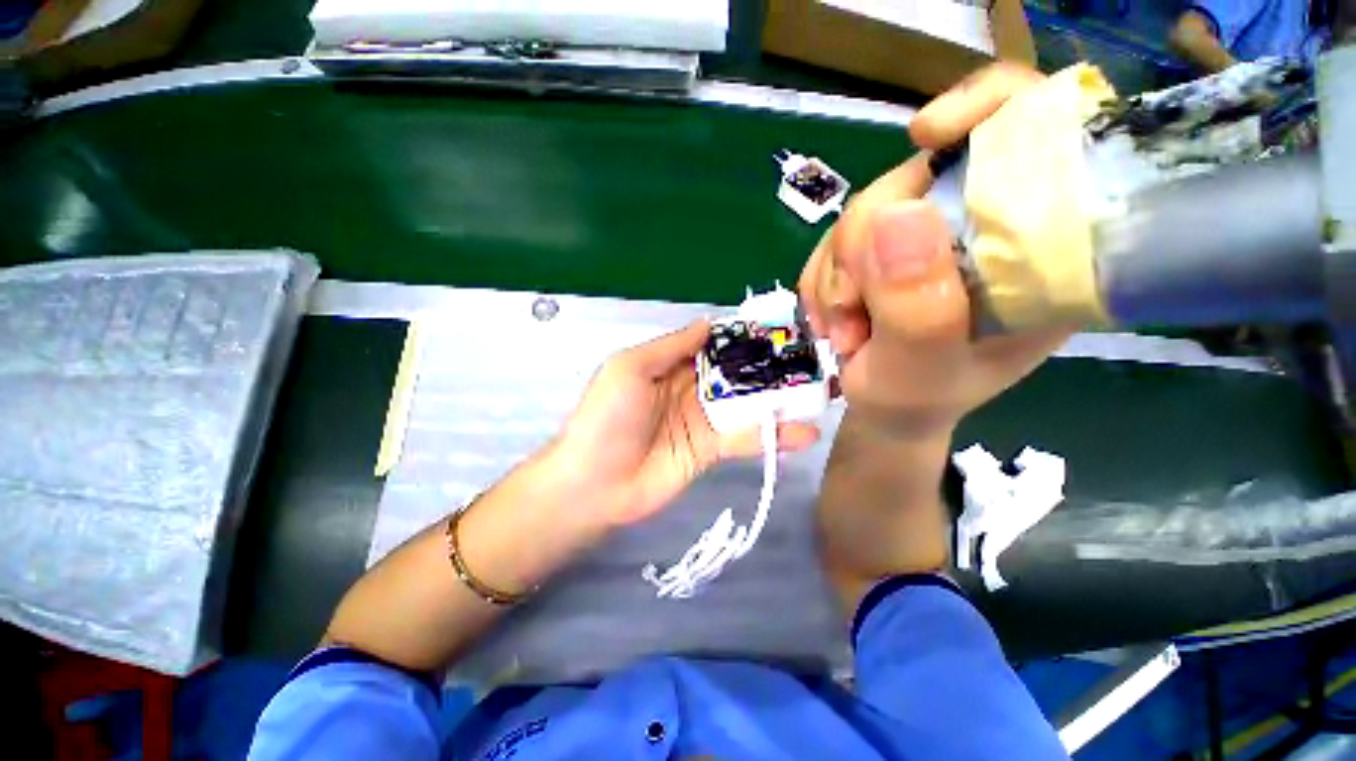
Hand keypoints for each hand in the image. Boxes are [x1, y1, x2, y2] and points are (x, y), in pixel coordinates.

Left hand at [554, 321, 819, 526]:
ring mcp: (704, 420)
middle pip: (736, 372)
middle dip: (770, 365)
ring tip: (820, 392)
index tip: (779, 327)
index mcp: (671, 364)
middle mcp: (691, 388)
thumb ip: (672, 346)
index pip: (714, 344)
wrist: (595, 483)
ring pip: (747, 404)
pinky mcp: (712, 450)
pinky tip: (805, 433)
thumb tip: (709, 323)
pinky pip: (746, 438)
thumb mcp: (630, 368)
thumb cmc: (608, 417)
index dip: (742, 336)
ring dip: (780, 399)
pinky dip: (774, 435)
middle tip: (813, 359)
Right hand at [799, 64, 1072, 437]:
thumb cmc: (918, 401)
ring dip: (838, 277)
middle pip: (918, 176)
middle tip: (856, 314)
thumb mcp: (922, 372)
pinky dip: (821, 282)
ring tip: (847, 331)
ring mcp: (925, 235)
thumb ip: (918, 307)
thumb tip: (895, 213)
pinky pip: (831, 239)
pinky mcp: (880, 247)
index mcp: (1037, 246)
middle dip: (866, 249)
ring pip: (862, 211)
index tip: (927, 136)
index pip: (1039, 131)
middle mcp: (983, 226)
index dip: (987, 107)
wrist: (883, 410)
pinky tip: (833, 319)